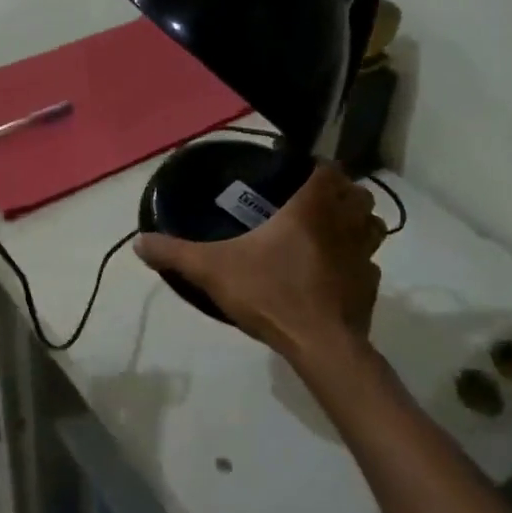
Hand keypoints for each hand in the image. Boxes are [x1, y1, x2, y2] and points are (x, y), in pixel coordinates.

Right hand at [135, 162, 384, 371]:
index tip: (300, 173)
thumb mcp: (213, 269)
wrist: (320, 345)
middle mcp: (345, 224)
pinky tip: (335, 275)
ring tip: (330, 233)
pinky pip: (370, 265)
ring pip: (372, 226)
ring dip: (357, 224)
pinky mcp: (371, 287)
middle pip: (359, 194)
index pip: (330, 169)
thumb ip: (175, 253)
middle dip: (342, 193)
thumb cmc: (271, 293)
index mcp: (312, 208)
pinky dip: (357, 264)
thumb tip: (139, 242)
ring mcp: (365, 256)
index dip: (319, 167)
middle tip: (314, 204)